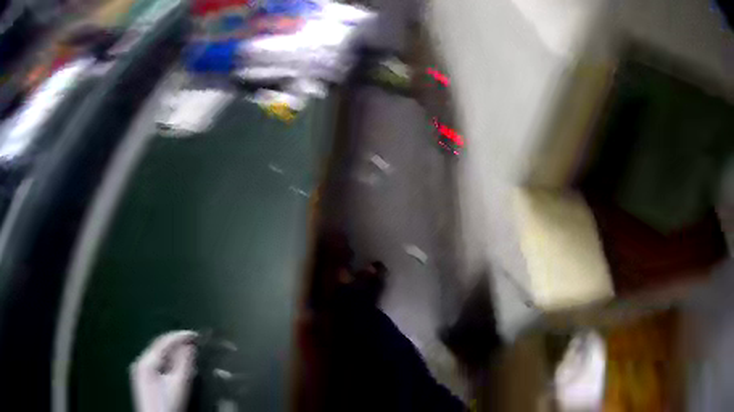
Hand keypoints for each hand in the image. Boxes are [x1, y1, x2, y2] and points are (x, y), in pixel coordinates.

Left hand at [131, 330, 197, 411]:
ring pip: (159, 357)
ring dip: (173, 354)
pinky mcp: (144, 381)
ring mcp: (141, 372)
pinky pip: (157, 365)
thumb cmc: (168, 405)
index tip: (197, 335)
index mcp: (146, 361)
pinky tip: (178, 368)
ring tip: (189, 353)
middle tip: (194, 344)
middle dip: (176, 344)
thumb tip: (189, 346)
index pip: (163, 341)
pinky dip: (168, 363)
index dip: (180, 336)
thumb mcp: (178, 385)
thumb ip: (184, 364)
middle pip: (160, 347)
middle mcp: (140, 363)